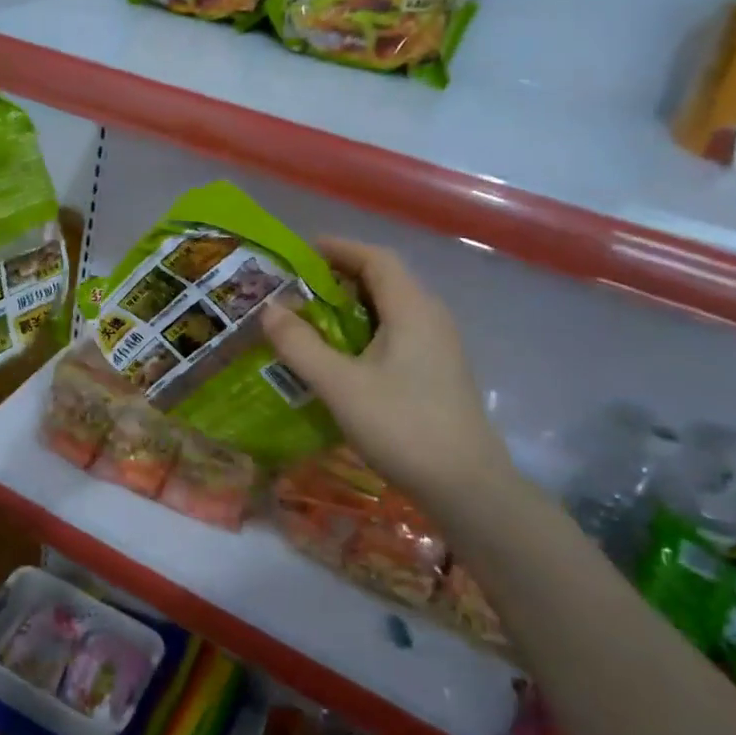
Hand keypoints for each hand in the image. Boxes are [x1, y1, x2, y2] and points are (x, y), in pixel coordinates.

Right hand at [260, 237, 513, 504]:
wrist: (466, 486)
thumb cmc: (402, 426)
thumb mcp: (340, 385)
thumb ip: (300, 345)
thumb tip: (269, 309)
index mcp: (412, 309)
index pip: (375, 258)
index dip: (338, 248)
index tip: (300, 252)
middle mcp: (430, 317)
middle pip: (383, 280)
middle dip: (338, 277)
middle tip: (295, 289)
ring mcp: (438, 346)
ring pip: (389, 309)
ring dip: (350, 307)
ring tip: (309, 320)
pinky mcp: (436, 371)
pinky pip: (396, 333)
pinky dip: (364, 331)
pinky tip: (340, 357)